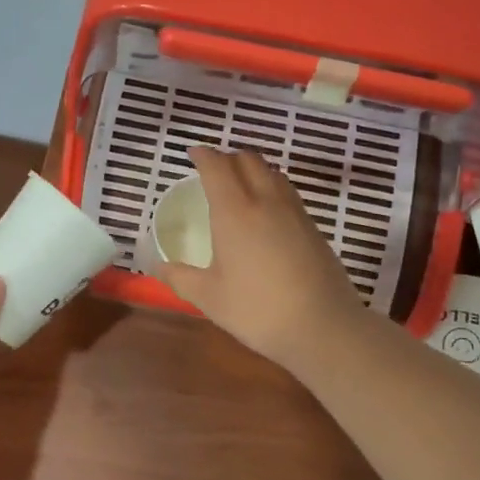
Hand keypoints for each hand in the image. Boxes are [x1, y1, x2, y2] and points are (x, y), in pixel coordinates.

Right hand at [154, 147, 366, 371]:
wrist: (322, 326)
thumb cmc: (257, 310)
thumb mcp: (209, 298)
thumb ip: (180, 278)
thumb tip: (157, 267)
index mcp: (235, 212)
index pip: (217, 167)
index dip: (203, 155)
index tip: (193, 153)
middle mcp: (266, 201)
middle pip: (248, 160)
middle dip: (228, 157)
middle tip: (213, 169)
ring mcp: (294, 211)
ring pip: (272, 172)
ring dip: (253, 169)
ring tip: (239, 185)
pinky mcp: (313, 226)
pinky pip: (287, 192)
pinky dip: (271, 186)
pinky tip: (266, 211)